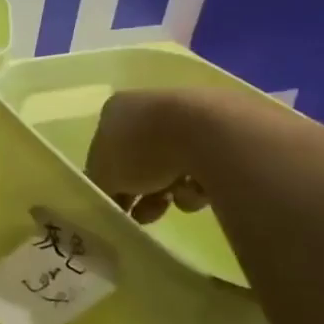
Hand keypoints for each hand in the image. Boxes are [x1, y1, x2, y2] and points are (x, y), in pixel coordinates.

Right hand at [84, 89, 212, 225]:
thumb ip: (101, 187)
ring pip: (172, 166)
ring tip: (175, 202)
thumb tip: (107, 199)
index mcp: (118, 110)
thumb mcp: (105, 175)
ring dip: (170, 191)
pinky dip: (198, 185)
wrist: (208, 134)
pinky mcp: (222, 134)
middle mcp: (150, 107)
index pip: (106, 149)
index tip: (116, 206)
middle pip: (140, 159)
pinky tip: (199, 190)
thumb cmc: (143, 148)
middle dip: (141, 192)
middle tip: (142, 216)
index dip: (109, 181)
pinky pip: (202, 168)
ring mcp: (188, 118)